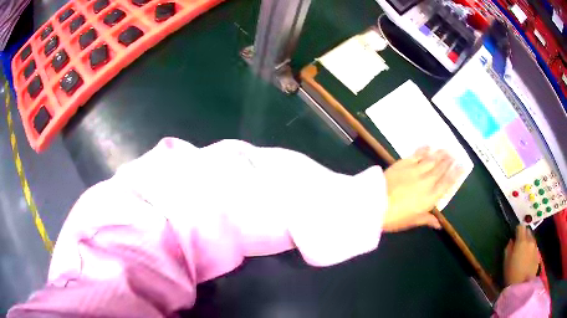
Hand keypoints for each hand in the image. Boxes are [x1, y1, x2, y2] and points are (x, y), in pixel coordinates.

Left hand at [382, 147, 463, 231]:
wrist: (375, 203)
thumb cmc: (394, 218)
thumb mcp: (412, 221)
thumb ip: (427, 219)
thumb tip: (439, 225)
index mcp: (430, 197)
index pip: (447, 183)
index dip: (456, 173)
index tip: (462, 165)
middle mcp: (426, 181)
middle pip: (441, 169)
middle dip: (449, 160)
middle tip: (455, 153)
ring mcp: (415, 170)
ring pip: (431, 160)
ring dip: (440, 153)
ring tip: (446, 148)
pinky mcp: (404, 163)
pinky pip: (417, 154)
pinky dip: (424, 149)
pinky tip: (429, 145)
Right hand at [504, 225, 539, 285]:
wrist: (522, 286)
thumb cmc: (511, 274)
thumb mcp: (506, 262)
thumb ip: (509, 249)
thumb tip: (511, 241)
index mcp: (522, 240)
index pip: (521, 227)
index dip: (517, 229)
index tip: (514, 234)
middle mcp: (531, 240)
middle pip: (528, 231)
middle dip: (524, 235)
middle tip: (519, 244)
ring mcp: (536, 248)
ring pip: (532, 240)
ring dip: (528, 243)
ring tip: (524, 254)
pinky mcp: (538, 255)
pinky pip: (534, 249)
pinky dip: (531, 251)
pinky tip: (527, 261)